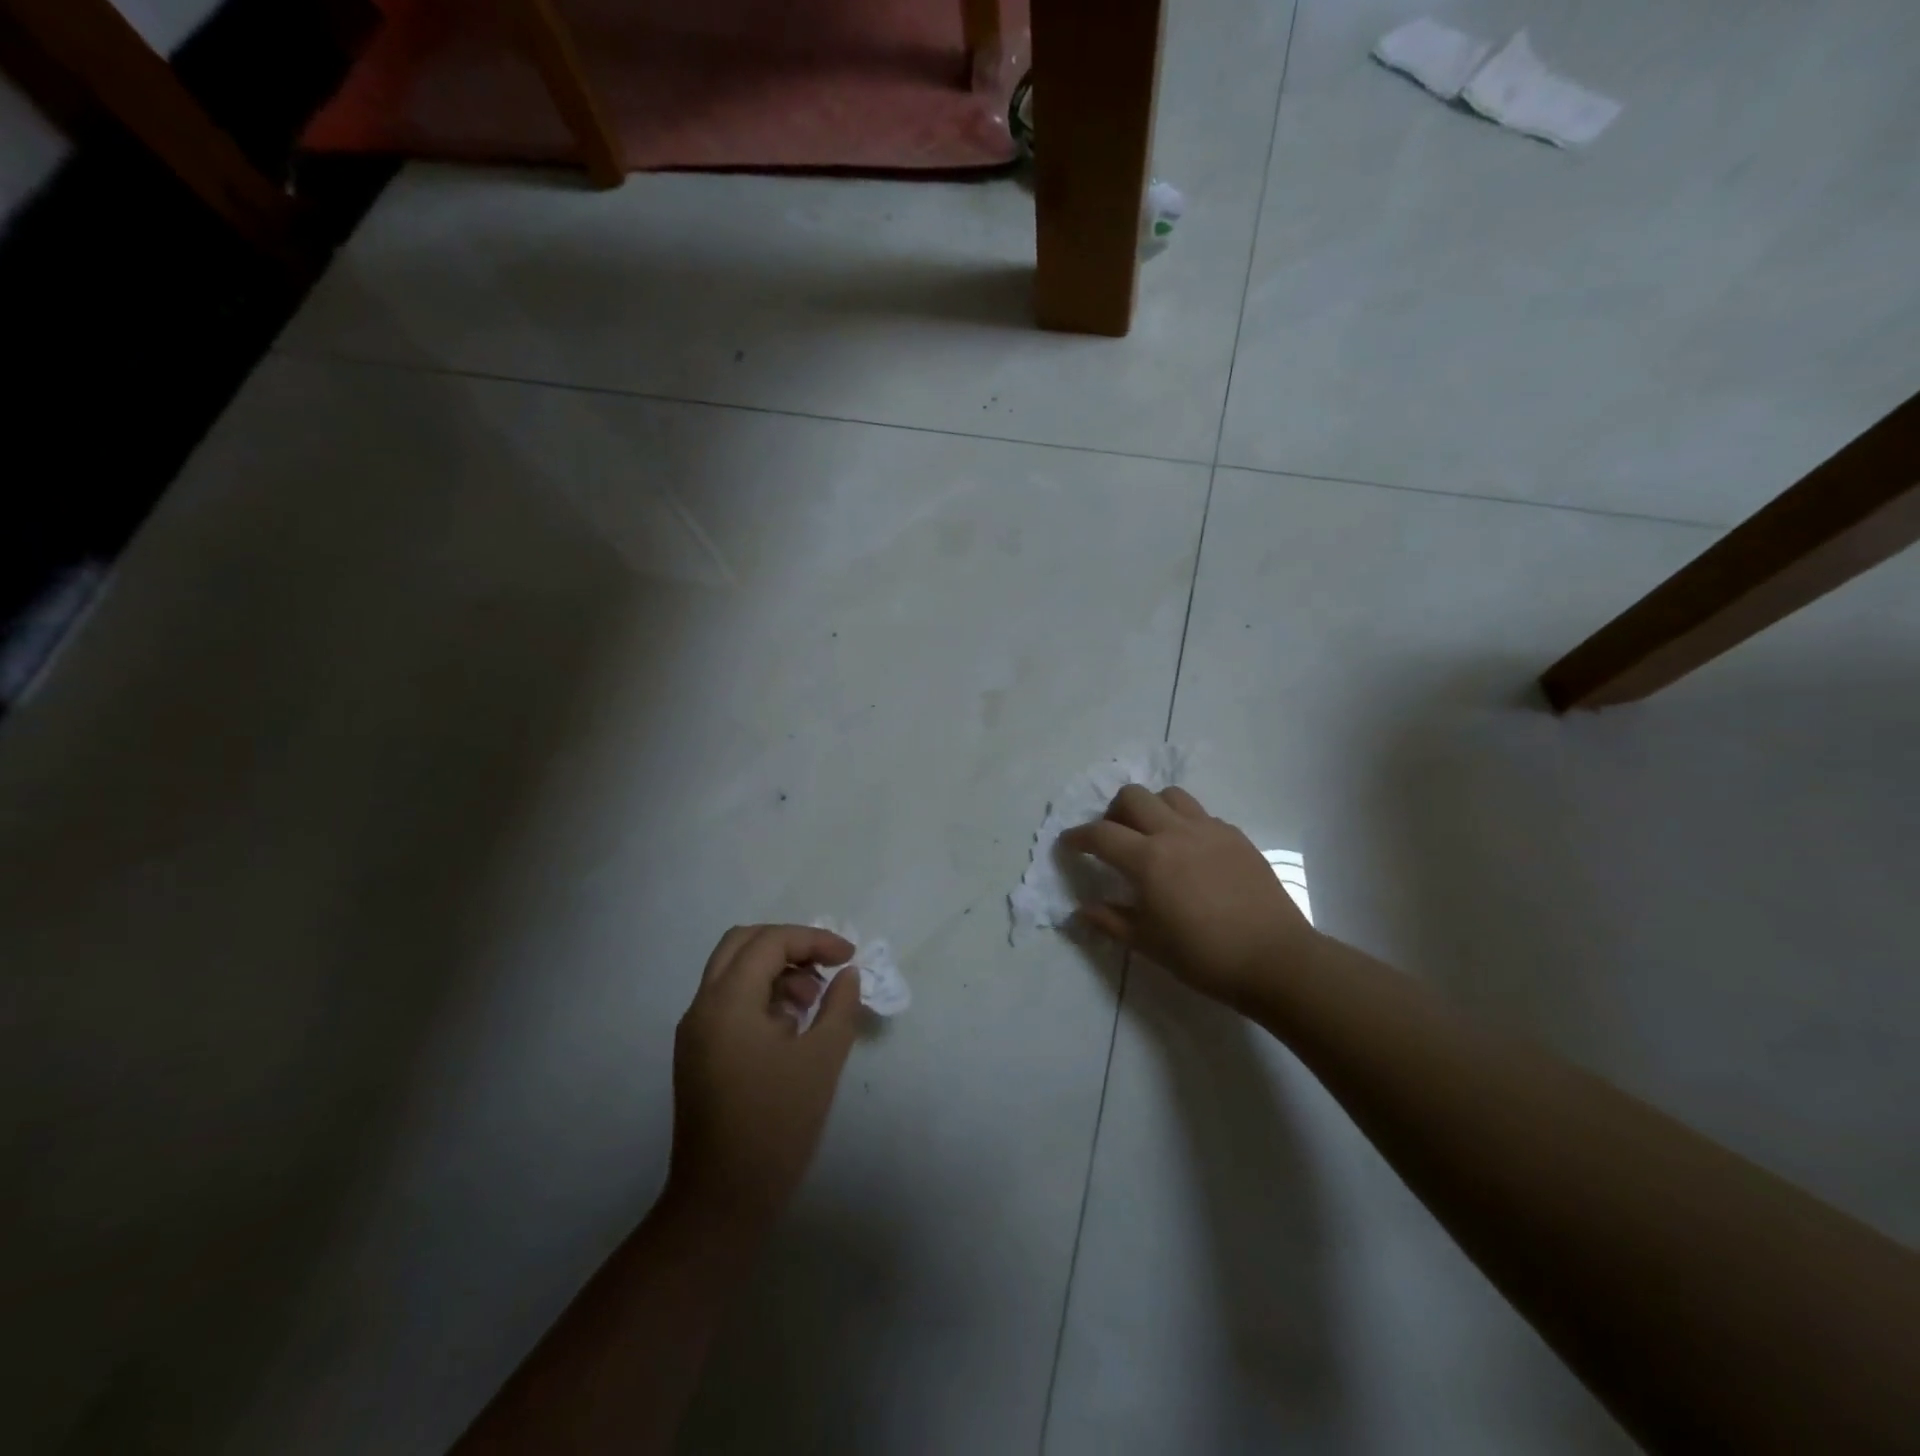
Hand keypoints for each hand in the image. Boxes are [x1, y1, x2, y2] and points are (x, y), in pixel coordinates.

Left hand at [667, 924, 862, 1228]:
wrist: (722, 1201)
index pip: (770, 942)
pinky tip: (791, 1027)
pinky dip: (760, 995)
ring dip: (775, 970)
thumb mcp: (822, 1059)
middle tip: (825, 966)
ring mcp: (695, 1032)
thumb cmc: (777, 1125)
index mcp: (728, 1002)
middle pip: (742, 944)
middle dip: (789, 944)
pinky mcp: (697, 1054)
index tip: (849, 957)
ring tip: (813, 1003)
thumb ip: (840, 1006)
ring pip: (732, 971)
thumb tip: (846, 975)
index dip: (813, 939)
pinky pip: (728, 1001)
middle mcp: (702, 1007)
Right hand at [1064, 786, 1320, 1012]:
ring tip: (1151, 835)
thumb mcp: (1148, 943)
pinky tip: (1188, 852)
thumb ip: (1111, 920)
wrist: (1274, 958)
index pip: (1100, 834)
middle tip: (1112, 838)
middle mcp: (1175, 833)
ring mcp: (1209, 829)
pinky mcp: (1235, 836)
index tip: (1068, 844)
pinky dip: (1182, 822)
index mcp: (1148, 859)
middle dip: (1112, 811)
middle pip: (1133, 796)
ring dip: (1150, 807)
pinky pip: (1200, 814)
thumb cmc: (1204, 956)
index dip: (1078, 837)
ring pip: (1169, 795)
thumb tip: (1082, 909)